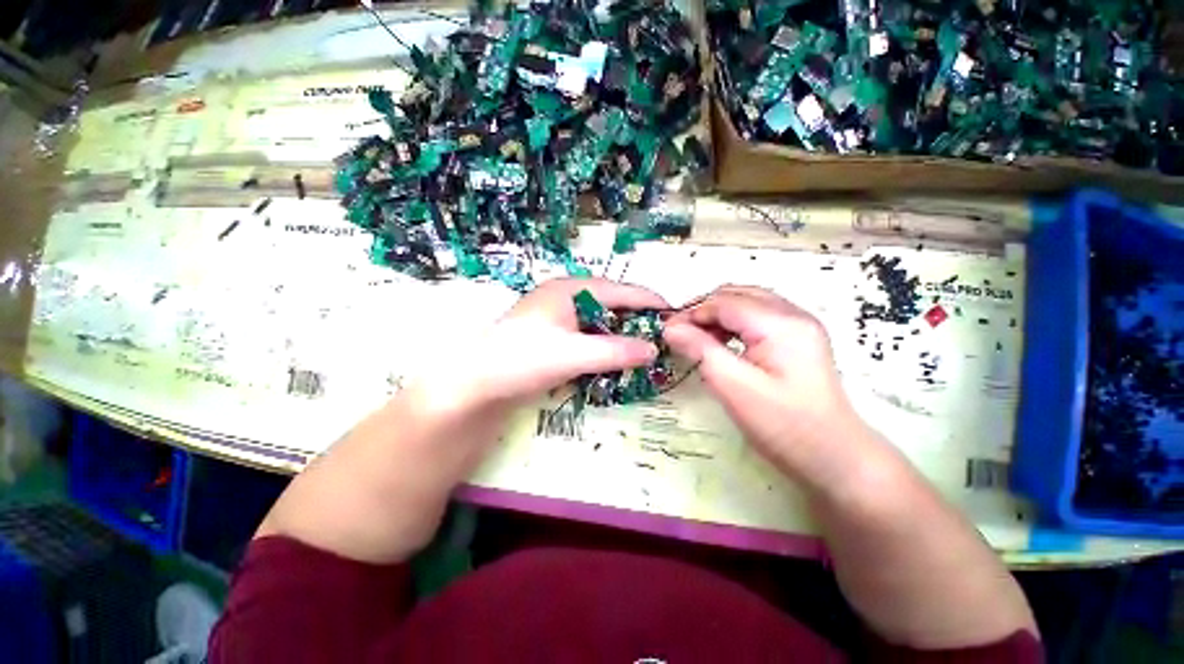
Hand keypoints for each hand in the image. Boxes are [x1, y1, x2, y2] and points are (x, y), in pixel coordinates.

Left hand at [425, 278, 668, 411]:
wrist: (475, 381)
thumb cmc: (523, 359)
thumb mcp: (574, 355)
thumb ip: (615, 351)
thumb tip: (654, 349)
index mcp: (571, 289)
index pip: (623, 290)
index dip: (652, 303)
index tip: (679, 316)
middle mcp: (564, 296)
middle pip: (611, 303)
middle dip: (638, 320)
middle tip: (665, 339)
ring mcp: (553, 316)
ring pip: (598, 321)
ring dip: (620, 335)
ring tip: (644, 352)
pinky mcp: (547, 336)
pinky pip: (585, 336)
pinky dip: (602, 346)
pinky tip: (612, 362)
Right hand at [663, 286, 862, 484]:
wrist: (832, 454)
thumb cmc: (784, 426)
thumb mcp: (737, 391)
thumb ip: (703, 353)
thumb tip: (671, 328)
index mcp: (780, 323)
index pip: (726, 302)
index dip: (692, 313)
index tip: (665, 333)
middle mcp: (795, 314)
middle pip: (742, 295)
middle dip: (707, 310)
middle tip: (680, 337)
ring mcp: (804, 326)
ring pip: (755, 304)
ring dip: (725, 316)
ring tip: (701, 342)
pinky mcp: (806, 341)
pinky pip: (768, 318)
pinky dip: (743, 325)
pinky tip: (730, 347)